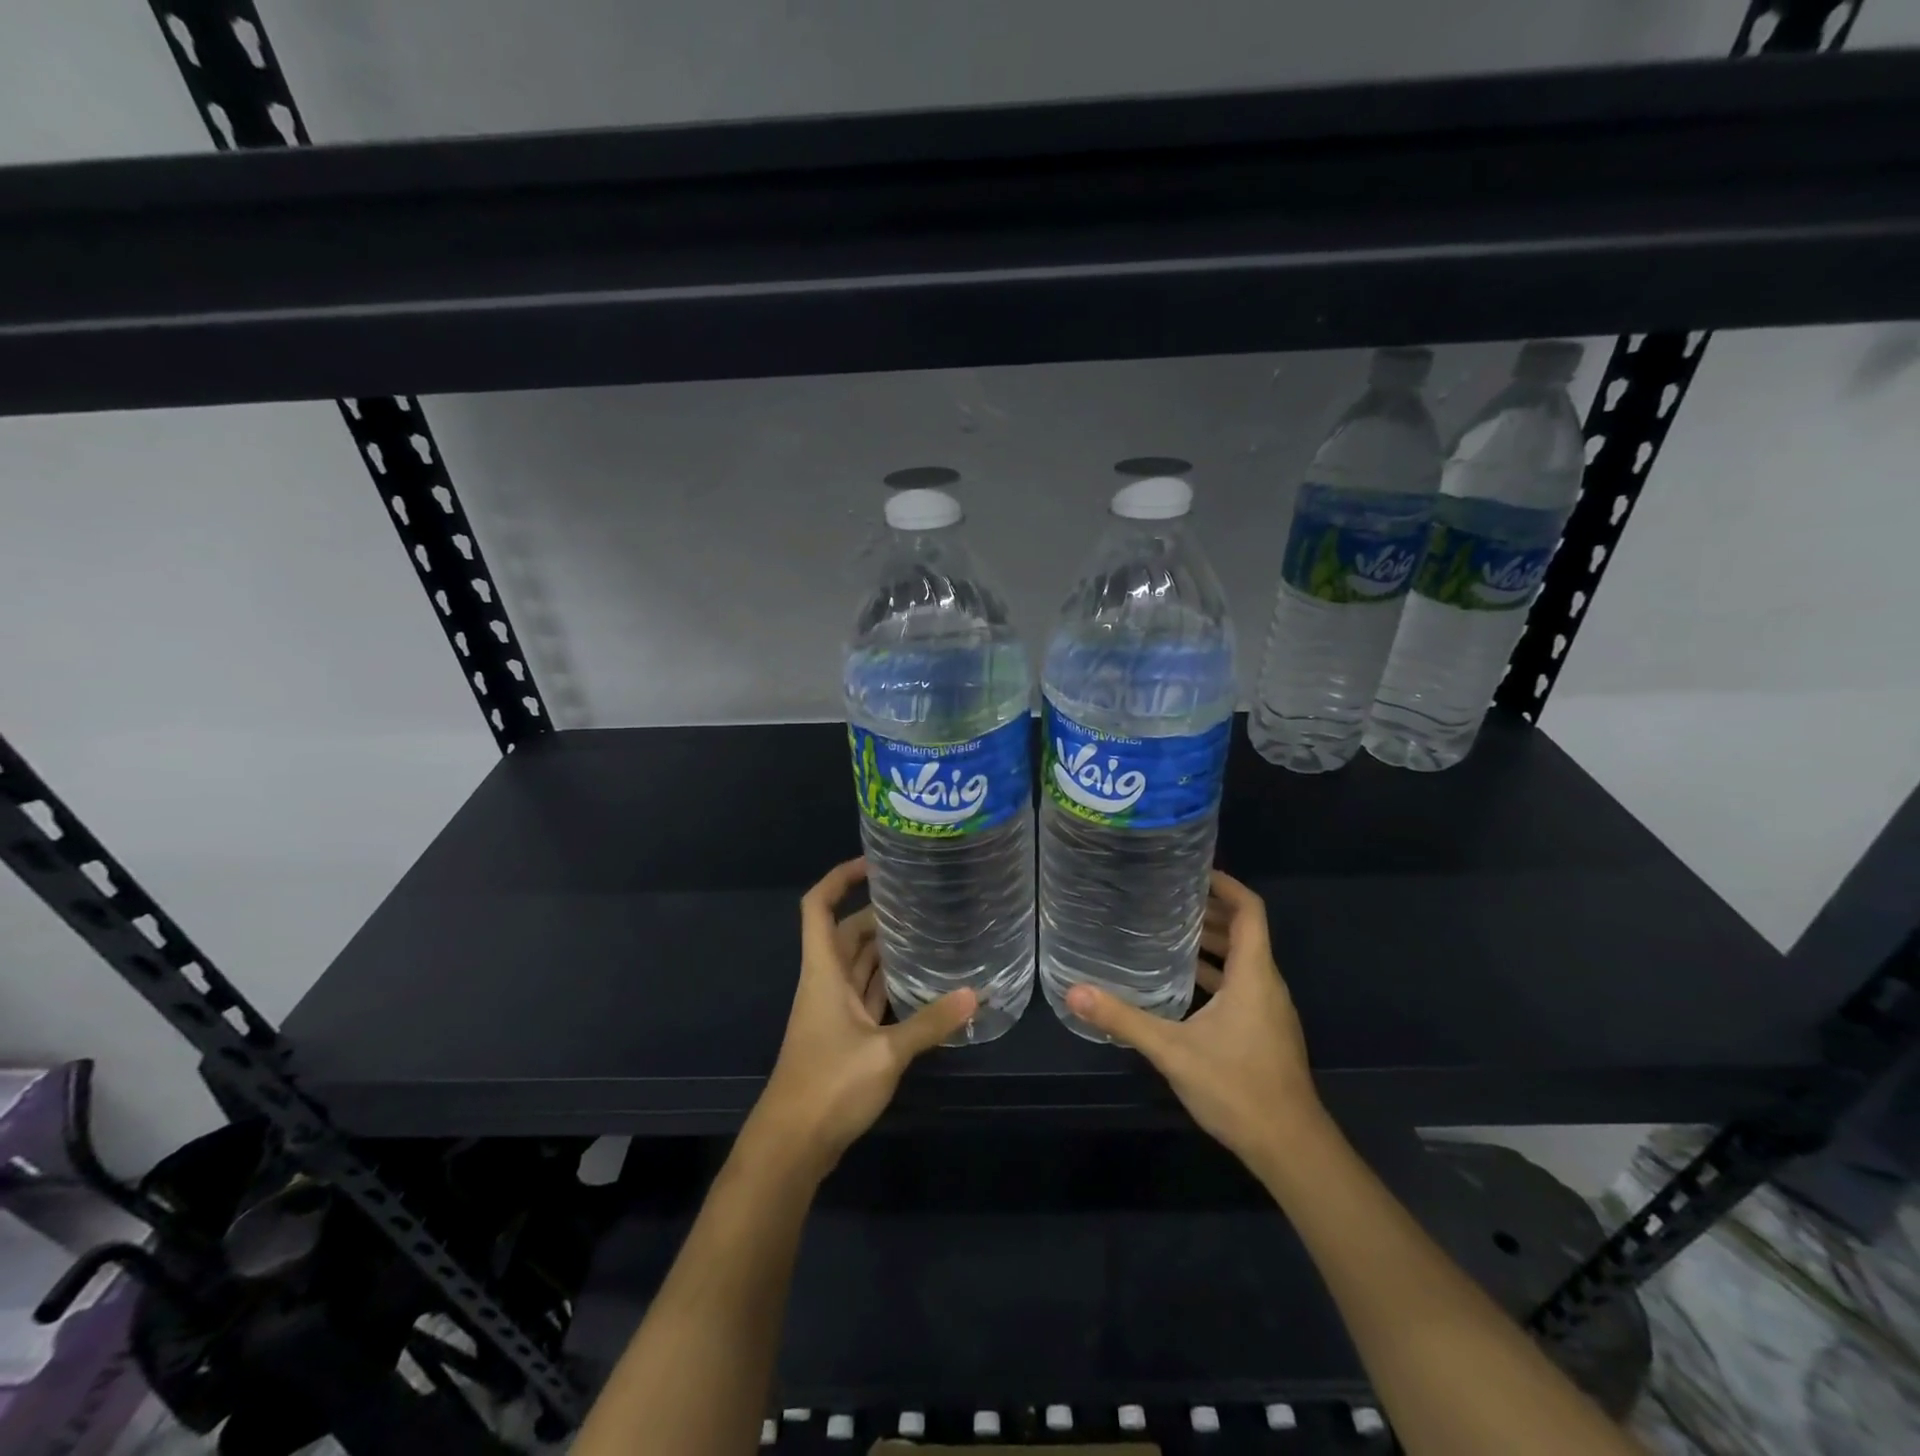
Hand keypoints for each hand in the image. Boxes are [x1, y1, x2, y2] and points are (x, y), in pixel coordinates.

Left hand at [753, 858, 975, 1177]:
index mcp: (824, 972)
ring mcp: (833, 1011)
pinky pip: (867, 995)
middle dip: (877, 914)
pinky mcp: (844, 1037)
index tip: (873, 864)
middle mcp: (826, 983)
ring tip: (926, 932)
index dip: (839, 878)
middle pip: (847, 933)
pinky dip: (888, 984)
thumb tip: (976, 994)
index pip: (818, 907)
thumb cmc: (829, 1085)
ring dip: (885, 949)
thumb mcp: (885, 1053)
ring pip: (858, 965)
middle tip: (920, 901)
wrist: (792, 1145)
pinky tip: (920, 983)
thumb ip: (930, 1023)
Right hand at [1066, 870, 1321, 1168]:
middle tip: (1166, 898)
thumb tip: (1074, 991)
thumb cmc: (1237, 1088)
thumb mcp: (1173, 1050)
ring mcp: (1269, 1011)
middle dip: (1209, 911)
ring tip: (1167, 933)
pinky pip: (1241, 986)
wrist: (1290, 1148)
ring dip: (1211, 944)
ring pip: (1242, 961)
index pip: (1250, 910)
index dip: (1226, 885)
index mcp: (1254, 975)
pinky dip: (1215, 974)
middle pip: (1244, 932)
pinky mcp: (1265, 1033)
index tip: (1193, 870)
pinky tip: (1181, 986)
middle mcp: (1267, 985)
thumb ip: (1124, 1019)